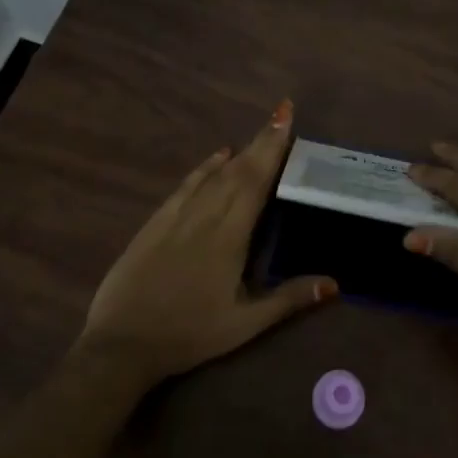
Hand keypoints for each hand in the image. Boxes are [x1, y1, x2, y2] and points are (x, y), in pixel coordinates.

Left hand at [79, 100, 336, 384]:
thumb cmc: (189, 335)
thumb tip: (335, 282)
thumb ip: (289, 299)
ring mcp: (177, 216)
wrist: (122, 344)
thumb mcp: (244, 325)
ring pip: (214, 174)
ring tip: (260, 133)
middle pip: (238, 170)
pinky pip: (186, 185)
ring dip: (239, 151)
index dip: (273, 149)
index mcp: (229, 236)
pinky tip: (217, 155)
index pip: (256, 181)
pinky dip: (204, 167)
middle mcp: (205, 216)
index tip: (285, 118)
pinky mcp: (156, 222)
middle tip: (281, 114)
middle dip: (262, 141)